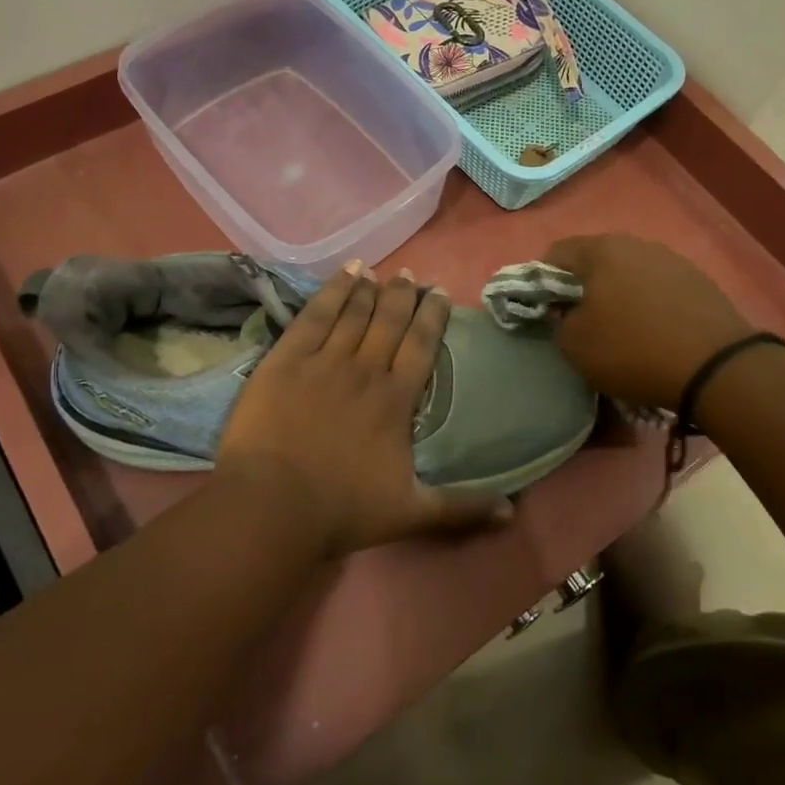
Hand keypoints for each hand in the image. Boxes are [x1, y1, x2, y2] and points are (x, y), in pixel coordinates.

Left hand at [218, 263, 511, 556]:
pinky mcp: (286, 359)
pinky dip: (331, 292)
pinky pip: (314, 316)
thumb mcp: (410, 513)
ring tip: (377, 270)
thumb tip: (511, 513)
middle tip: (410, 275)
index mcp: (396, 399)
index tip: (439, 292)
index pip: (421, 345)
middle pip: (389, 321)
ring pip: (353, 313)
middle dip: (402, 295)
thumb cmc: (342, 509)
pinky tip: (343, 274)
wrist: (273, 504)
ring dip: (368, 289)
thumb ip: (460, 508)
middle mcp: (365, 370)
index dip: (432, 315)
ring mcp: (323, 361)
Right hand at [543, 235, 752, 409]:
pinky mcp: (699, 282)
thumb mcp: (574, 345)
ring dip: (617, 295)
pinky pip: (658, 288)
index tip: (544, 311)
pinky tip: (652, 332)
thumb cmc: (632, 349)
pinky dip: (647, 304)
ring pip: (629, 273)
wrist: (716, 367)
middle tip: (578, 321)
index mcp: (601, 250)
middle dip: (582, 288)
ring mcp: (672, 260)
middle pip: (595, 260)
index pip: (555, 254)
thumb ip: (557, 322)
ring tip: (618, 329)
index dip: (541, 282)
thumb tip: (565, 312)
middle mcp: (637, 244)